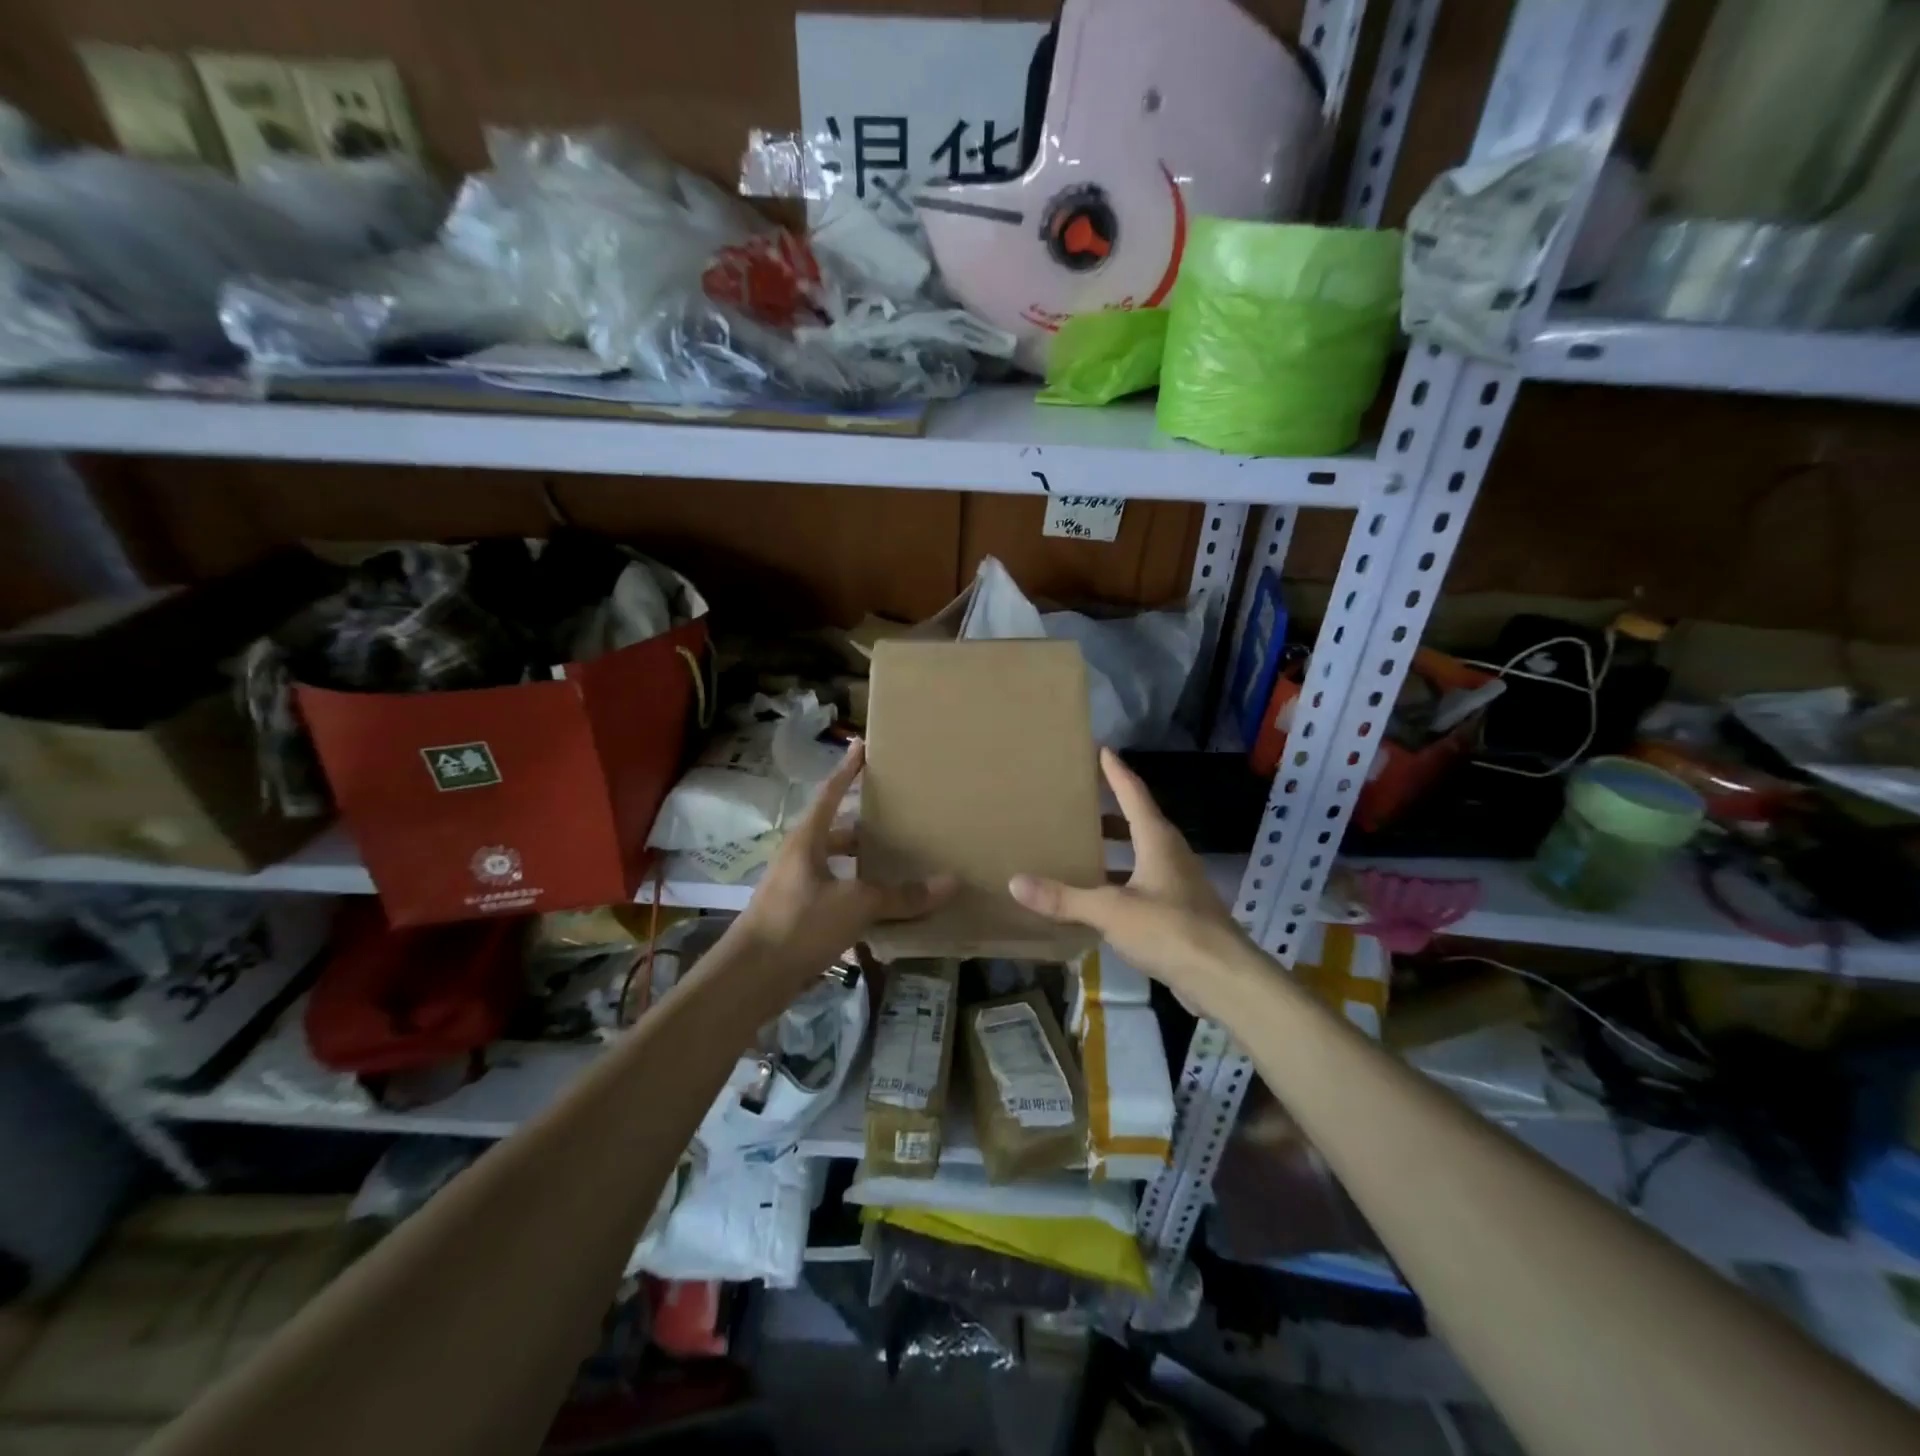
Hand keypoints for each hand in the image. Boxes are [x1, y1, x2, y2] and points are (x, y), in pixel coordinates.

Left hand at [727, 741, 956, 986]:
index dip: (848, 770)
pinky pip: (837, 897)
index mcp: (807, 839)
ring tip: (901, 865)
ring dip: (865, 867)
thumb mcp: (856, 905)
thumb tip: (951, 881)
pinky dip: (860, 899)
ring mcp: (797, 888)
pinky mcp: (799, 918)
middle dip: (867, 827)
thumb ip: (901, 895)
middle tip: (902, 819)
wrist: (749, 979)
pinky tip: (885, 911)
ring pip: (839, 867)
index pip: (831, 793)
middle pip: (838, 832)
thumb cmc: (799, 924)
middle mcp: (800, 857)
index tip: (863, 746)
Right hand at [1009, 748, 1247, 990]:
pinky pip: (1143, 882)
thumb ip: (1064, 898)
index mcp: (1157, 840)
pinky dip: (1120, 879)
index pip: (1134, 793)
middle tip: (1079, 800)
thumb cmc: (1169, 929)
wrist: (1223, 978)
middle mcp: (1170, 854)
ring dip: (1115, 848)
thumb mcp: (1111, 911)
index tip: (1101, 749)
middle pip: (1138, 821)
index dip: (1115, 772)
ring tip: (1082, 845)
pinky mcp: (1179, 911)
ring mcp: (1178, 883)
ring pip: (1141, 853)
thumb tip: (1015, 881)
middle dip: (1110, 810)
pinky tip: (1099, 895)